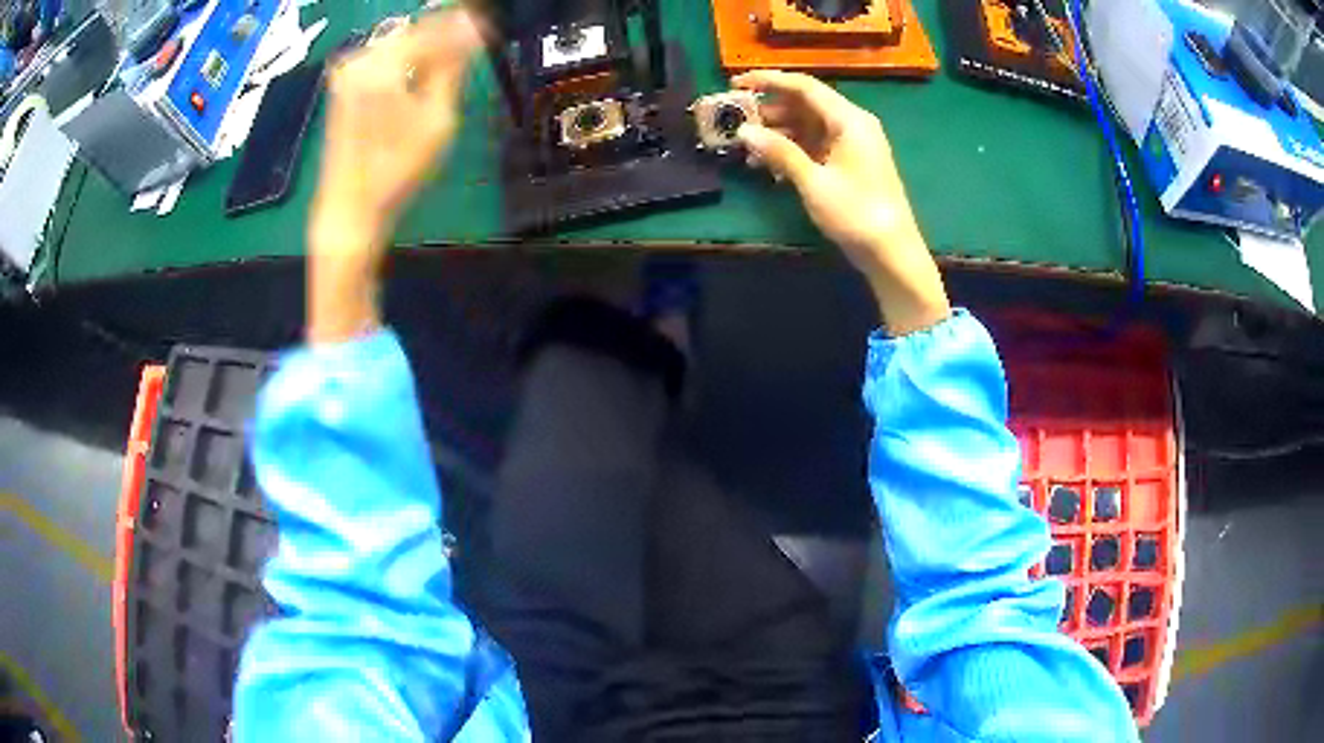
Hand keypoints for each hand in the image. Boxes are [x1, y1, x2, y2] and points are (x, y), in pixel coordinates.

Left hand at [306, 8, 481, 344]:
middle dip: (443, 34)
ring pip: (398, 44)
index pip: (432, 29)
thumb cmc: (397, 170)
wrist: (349, 206)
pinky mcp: (343, 85)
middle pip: (412, 31)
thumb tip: (473, 30)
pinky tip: (420, 74)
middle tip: (472, 43)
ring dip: (425, 48)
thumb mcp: (438, 119)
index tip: (488, 24)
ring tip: (449, 62)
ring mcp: (347, 72)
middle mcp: (359, 61)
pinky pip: (383, 58)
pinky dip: (406, 61)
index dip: (464, 25)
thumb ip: (452, 66)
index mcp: (381, 67)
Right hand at [733, 70, 950, 335]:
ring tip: (747, 144)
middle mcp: (852, 124)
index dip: (768, 81)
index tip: (736, 82)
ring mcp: (853, 144)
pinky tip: (770, 164)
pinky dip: (793, 149)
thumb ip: (779, 152)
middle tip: (735, 118)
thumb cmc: (856, 214)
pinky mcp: (850, 163)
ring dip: (778, 132)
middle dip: (769, 109)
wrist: (892, 253)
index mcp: (849, 119)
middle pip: (805, 104)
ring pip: (808, 125)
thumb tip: (744, 131)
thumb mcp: (814, 182)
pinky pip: (816, 145)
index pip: (804, 86)